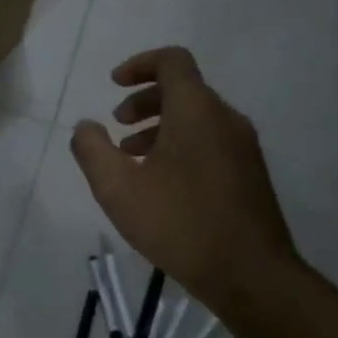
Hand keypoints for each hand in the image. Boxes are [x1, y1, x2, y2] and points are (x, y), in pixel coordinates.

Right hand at [70, 47, 301, 311]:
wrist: (251, 276)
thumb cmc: (179, 223)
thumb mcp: (118, 188)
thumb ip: (92, 149)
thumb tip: (86, 126)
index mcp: (196, 111)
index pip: (172, 61)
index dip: (139, 64)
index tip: (113, 84)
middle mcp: (225, 119)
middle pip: (183, 88)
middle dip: (144, 100)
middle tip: (117, 125)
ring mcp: (243, 147)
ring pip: (197, 117)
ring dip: (160, 125)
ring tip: (132, 156)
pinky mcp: (250, 174)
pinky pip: (210, 141)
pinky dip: (180, 145)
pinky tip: (160, 183)